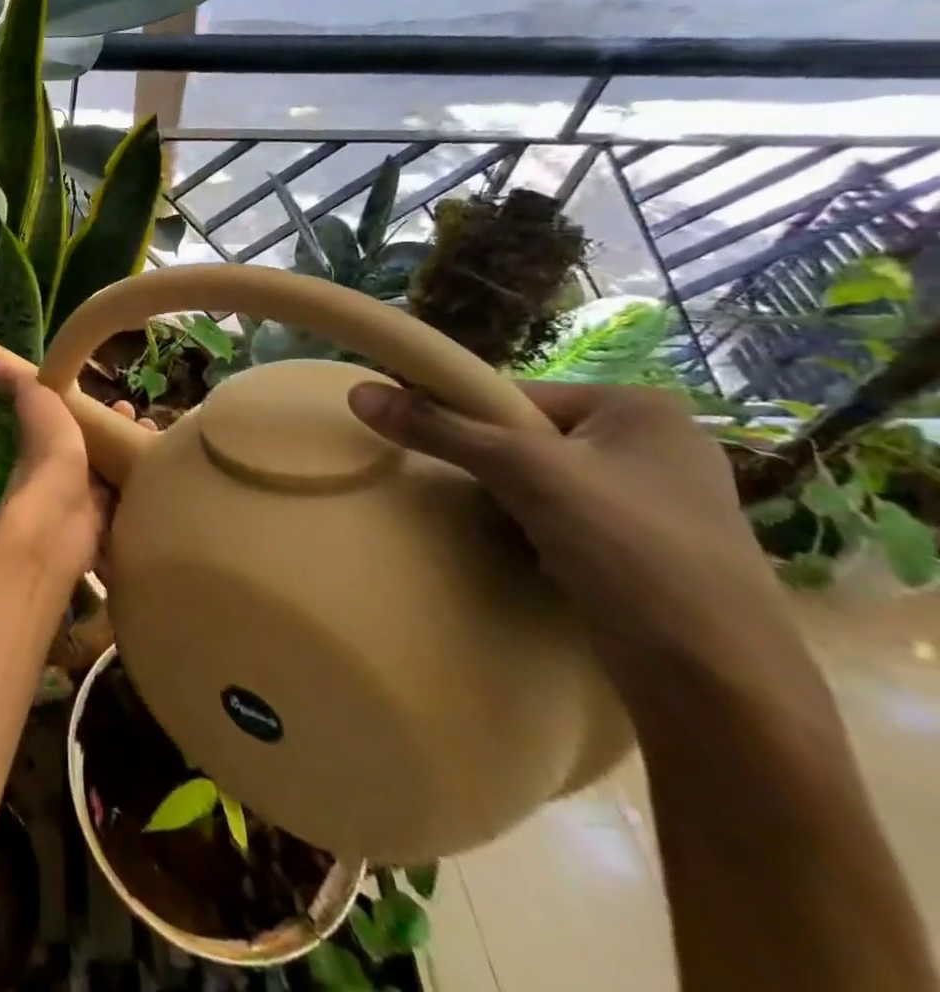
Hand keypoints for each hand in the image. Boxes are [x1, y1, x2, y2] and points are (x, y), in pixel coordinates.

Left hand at [0, 356, 150, 584]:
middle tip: (153, 428)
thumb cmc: (49, 461)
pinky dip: (149, 501)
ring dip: (141, 468)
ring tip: (169, 456)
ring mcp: (89, 509)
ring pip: (120, 484)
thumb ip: (25, 388)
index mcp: (53, 448)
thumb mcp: (40, 410)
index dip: (103, 415)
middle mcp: (69, 478)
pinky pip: (132, 513)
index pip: (80, 427)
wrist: (58, 524)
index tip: (128, 404)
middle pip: (104, 456)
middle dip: (128, 440)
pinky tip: (169, 490)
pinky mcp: (110, 534)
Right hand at [346, 381, 795, 677]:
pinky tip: (538, 557)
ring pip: (546, 480)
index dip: (467, 419)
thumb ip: (440, 428)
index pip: (517, 395)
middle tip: (477, 498)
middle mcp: (657, 442)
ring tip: (508, 532)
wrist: (721, 687)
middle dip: (494, 468)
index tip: (435, 451)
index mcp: (640, 406)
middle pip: (529, 436)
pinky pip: (570, 517)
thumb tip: (357, 392)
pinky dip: (540, 530)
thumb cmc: (630, 550)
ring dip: (512, 502)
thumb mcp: (523, 473)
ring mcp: (661, 499)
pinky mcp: (655, 548)